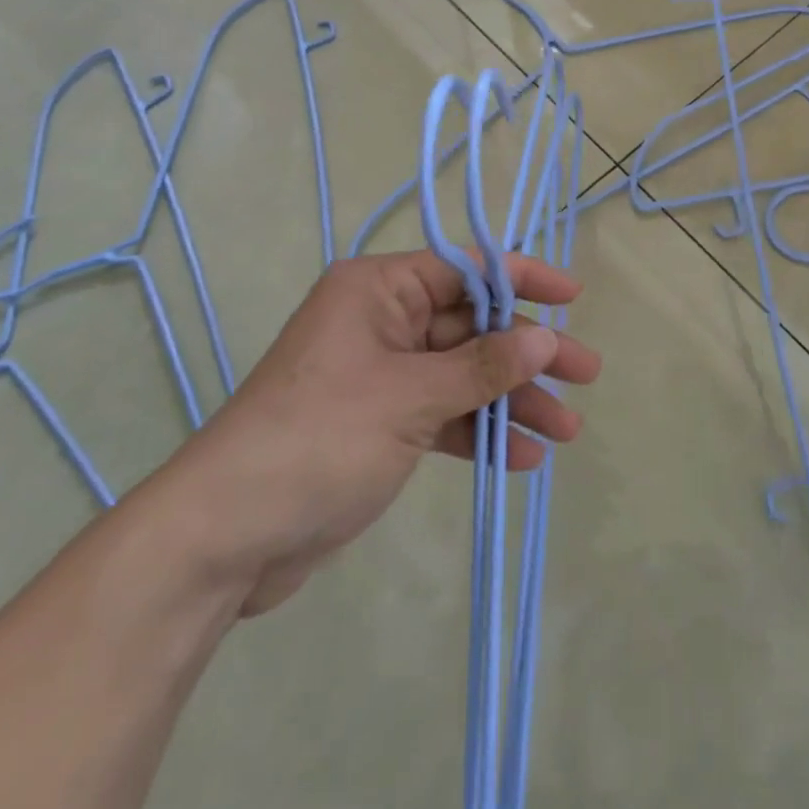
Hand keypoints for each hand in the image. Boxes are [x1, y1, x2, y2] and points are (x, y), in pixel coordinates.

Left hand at [159, 250, 598, 616]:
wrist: (223, 538)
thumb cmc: (319, 439)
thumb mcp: (410, 397)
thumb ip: (482, 367)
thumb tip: (543, 339)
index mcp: (380, 290)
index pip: (466, 269)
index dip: (523, 278)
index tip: (572, 297)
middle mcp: (382, 322)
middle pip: (472, 327)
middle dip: (527, 354)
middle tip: (586, 374)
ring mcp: (381, 375)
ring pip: (463, 375)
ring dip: (511, 401)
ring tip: (566, 430)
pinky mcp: (380, 424)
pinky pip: (443, 415)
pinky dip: (479, 433)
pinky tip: (520, 458)